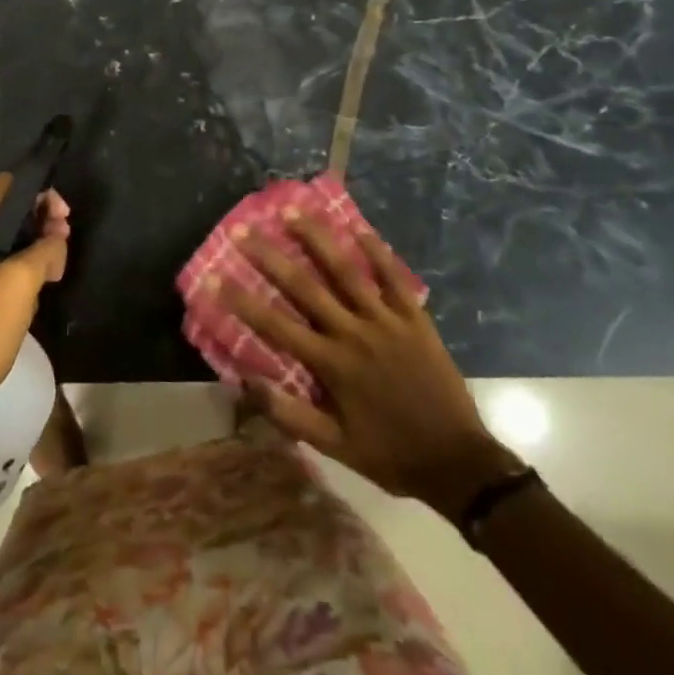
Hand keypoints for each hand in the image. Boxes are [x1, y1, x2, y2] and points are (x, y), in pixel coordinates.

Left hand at [0, 176, 69, 427]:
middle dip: (36, 222)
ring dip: (25, 246)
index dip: (40, 195)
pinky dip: (8, 264)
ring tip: (54, 266)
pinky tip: (29, 285)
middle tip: (64, 243)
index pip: (4, 187)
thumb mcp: (21, 284)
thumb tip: (55, 238)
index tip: (65, 219)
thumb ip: (45, 249)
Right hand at [221, 214, 520, 519]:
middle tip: (243, 229)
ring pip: (345, 271)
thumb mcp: (335, 447)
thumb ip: (290, 414)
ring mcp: (386, 321)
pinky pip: (392, 277)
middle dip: (270, 256)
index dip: (241, 300)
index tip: (214, 276)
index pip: (275, 325)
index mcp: (331, 364)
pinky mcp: (414, 318)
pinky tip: (356, 225)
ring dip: (316, 238)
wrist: (459, 464)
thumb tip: (245, 382)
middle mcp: (353, 333)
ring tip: (292, 210)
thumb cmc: (391, 454)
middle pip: (304, 287)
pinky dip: (375, 250)